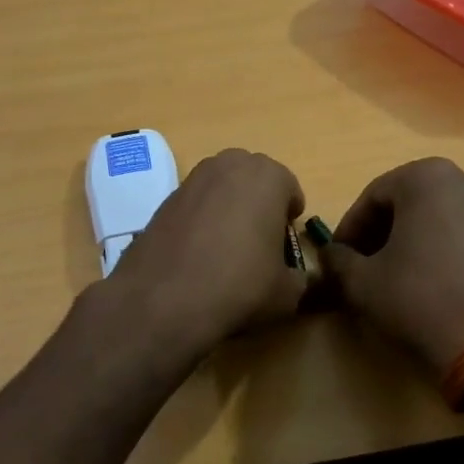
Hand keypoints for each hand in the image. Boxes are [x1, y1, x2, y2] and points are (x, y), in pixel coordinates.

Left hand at [106, 149, 306, 357]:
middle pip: (253, 179)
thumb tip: (294, 277)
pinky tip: (198, 251)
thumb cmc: (240, 285)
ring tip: (227, 245)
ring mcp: (193, 178)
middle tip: (259, 238)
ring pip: (222, 187)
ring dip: (228, 206)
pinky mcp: (165, 198)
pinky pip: (195, 202)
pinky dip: (201, 218)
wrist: (164, 299)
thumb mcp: (287, 293)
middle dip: (259, 201)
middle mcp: (229, 165)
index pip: (289, 188)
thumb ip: (298, 277)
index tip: (285, 241)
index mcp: (267, 176)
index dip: (290, 216)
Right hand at [320, 158, 463, 375]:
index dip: (349, 229)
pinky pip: (459, 233)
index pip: (372, 197)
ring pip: (433, 217)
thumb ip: (338, 260)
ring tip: (389, 276)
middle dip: (378, 232)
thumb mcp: (362, 281)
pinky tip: (423, 283)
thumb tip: (330, 255)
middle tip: (360, 265)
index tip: (337, 257)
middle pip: (405, 203)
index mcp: (427, 177)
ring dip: (406, 240)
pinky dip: (435, 249)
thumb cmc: (418, 299)